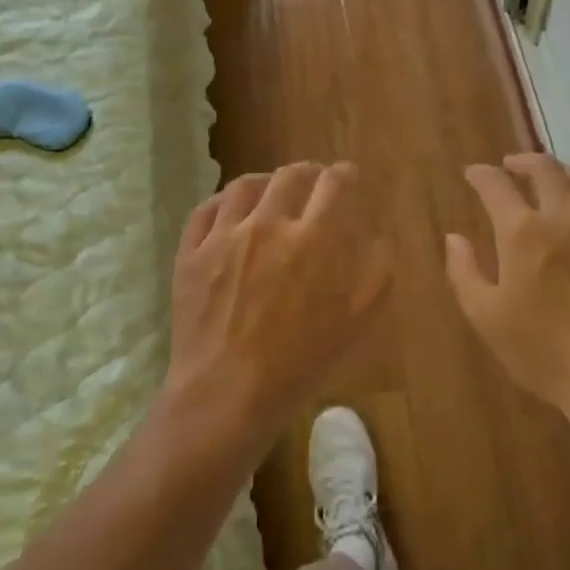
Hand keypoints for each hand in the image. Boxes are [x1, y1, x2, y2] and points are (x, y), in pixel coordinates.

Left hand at [166, 162, 390, 449]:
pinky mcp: (192, 252)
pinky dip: (224, 201)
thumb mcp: (361, 320)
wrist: (228, 395)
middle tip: (314, 186)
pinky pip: (207, 209)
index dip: (346, 175)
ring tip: (272, 193)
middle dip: (310, 175)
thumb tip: (375, 233)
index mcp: (317, 237)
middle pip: (292, 175)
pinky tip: (232, 210)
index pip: (337, 182)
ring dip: (266, 183)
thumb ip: (377, 267)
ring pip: (246, 185)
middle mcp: (270, 222)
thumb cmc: (302, 363)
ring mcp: (225, 235)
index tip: (348, 180)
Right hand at [445, 153, 569, 426]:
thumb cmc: (544, 353)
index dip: (481, 174)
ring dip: (561, 173)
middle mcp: (566, 216)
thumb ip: (464, 272)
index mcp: (524, 232)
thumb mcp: (487, 318)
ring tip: (551, 180)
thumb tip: (454, 238)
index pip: (497, 185)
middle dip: (523, 161)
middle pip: (545, 169)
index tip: (473, 174)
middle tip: (511, 165)